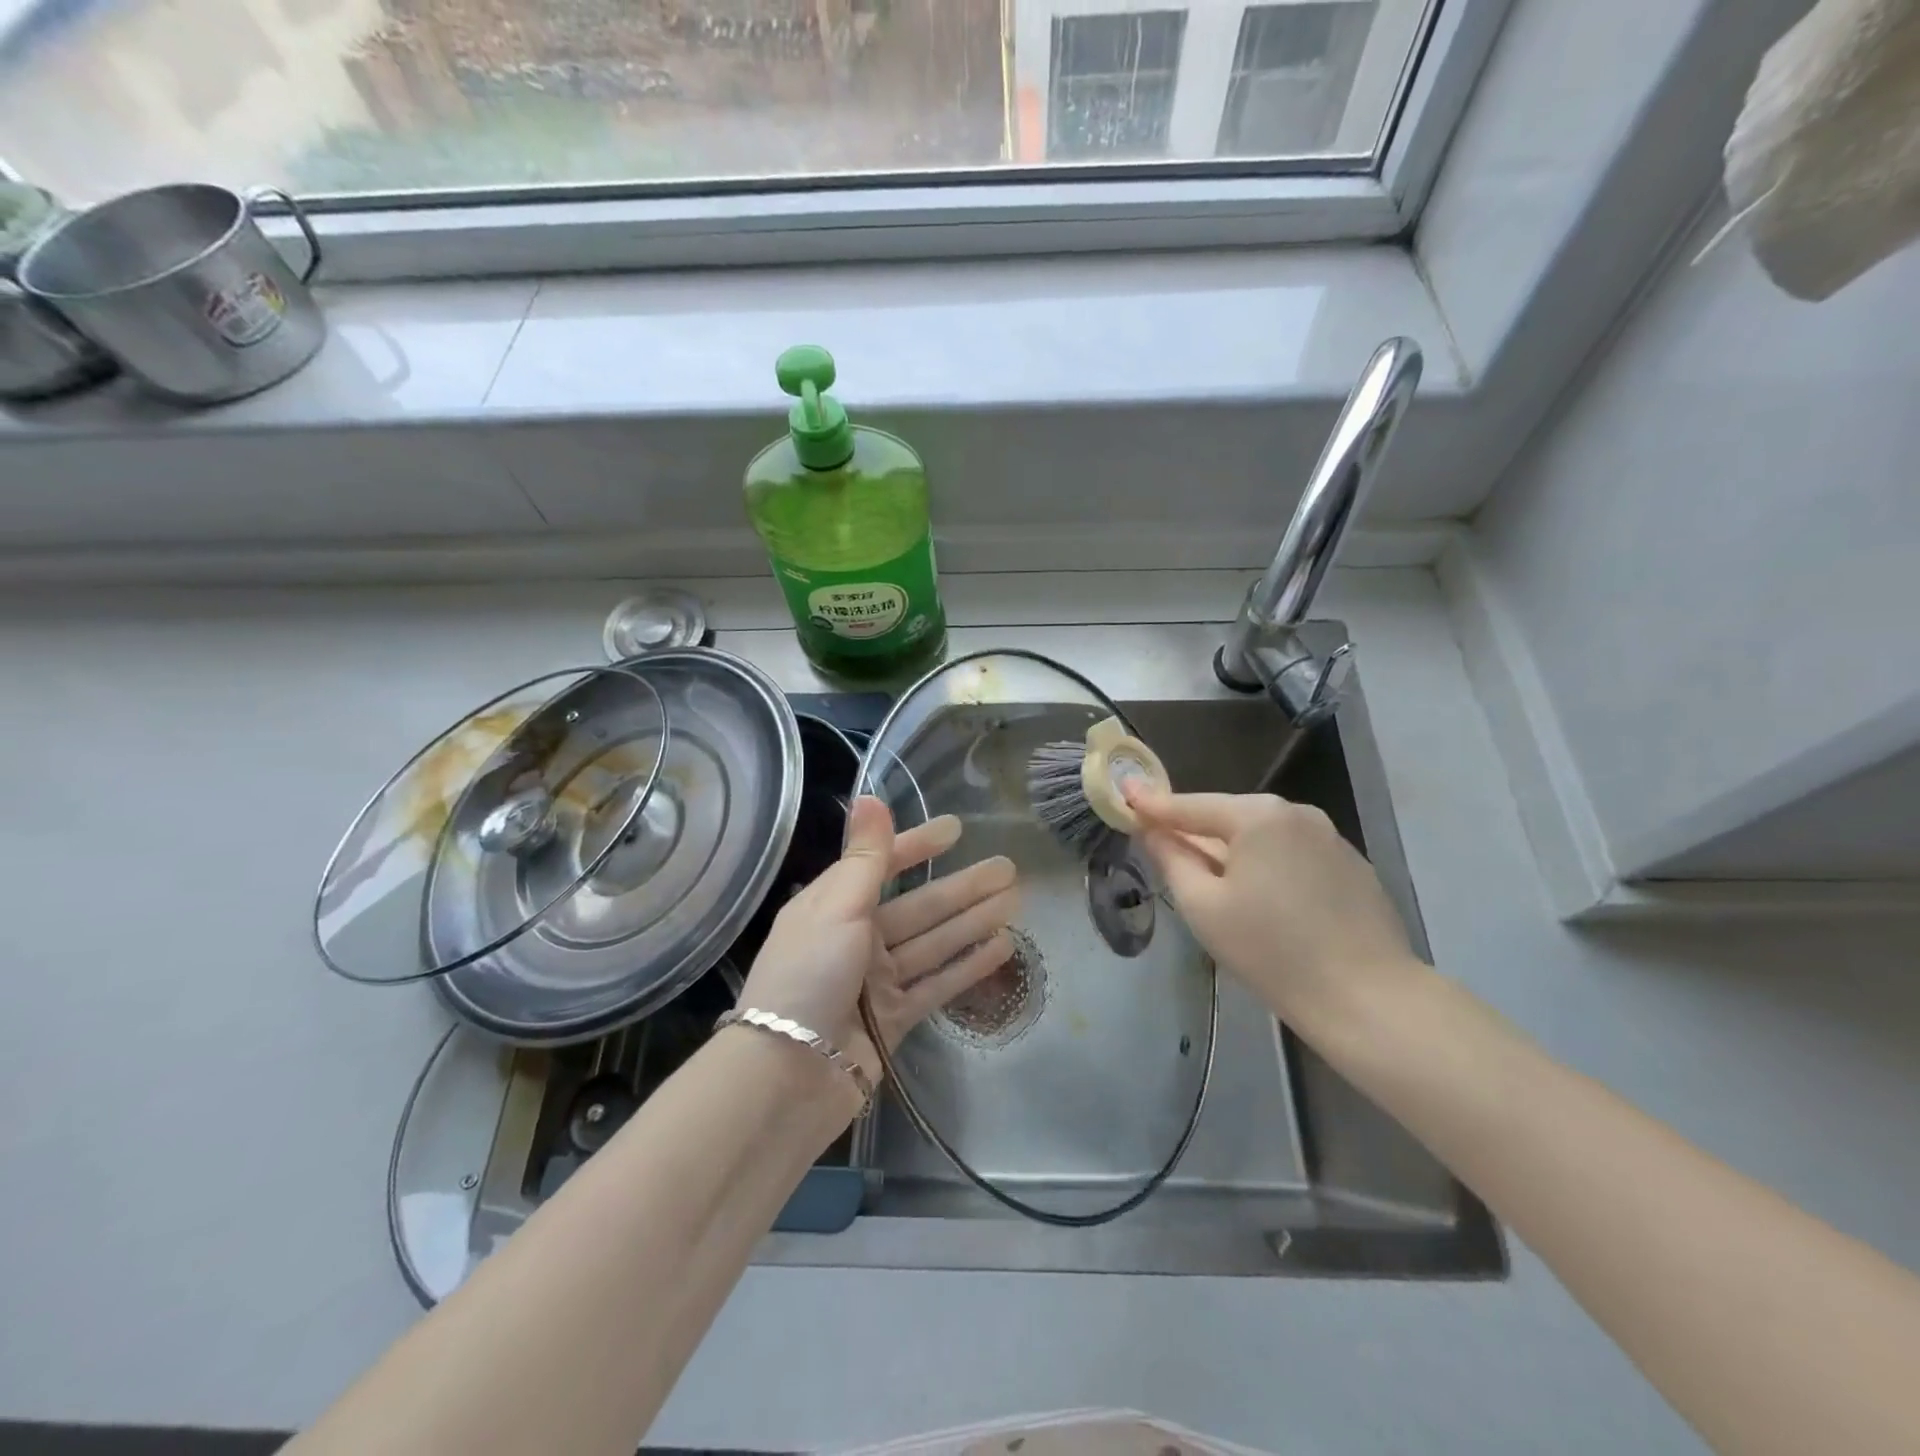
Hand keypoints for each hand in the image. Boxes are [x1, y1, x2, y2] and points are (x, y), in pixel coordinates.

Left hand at [738, 796, 1017, 1098]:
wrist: (788, 1075)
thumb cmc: (809, 975)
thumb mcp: (836, 907)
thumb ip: (865, 856)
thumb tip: (869, 796)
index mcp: (834, 906)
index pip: (882, 865)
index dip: (918, 845)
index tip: (956, 829)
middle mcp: (856, 938)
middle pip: (920, 906)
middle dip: (963, 887)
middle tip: (1009, 868)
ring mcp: (876, 980)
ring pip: (934, 943)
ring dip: (973, 922)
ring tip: (1015, 902)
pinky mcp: (893, 1019)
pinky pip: (936, 984)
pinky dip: (966, 966)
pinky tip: (1001, 949)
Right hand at [1127, 787, 1416, 1027]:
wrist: (1367, 998)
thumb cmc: (1271, 951)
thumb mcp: (1203, 906)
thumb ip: (1171, 858)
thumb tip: (1152, 830)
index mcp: (1258, 816)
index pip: (1191, 806)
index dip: (1153, 804)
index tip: (1125, 793)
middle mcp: (1297, 813)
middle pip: (1229, 818)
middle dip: (1197, 833)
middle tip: (1166, 850)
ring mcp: (1331, 837)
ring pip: (1263, 836)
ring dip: (1234, 852)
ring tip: (1217, 886)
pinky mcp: (1353, 865)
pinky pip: (1293, 854)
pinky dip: (1269, 866)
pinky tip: (1267, 902)